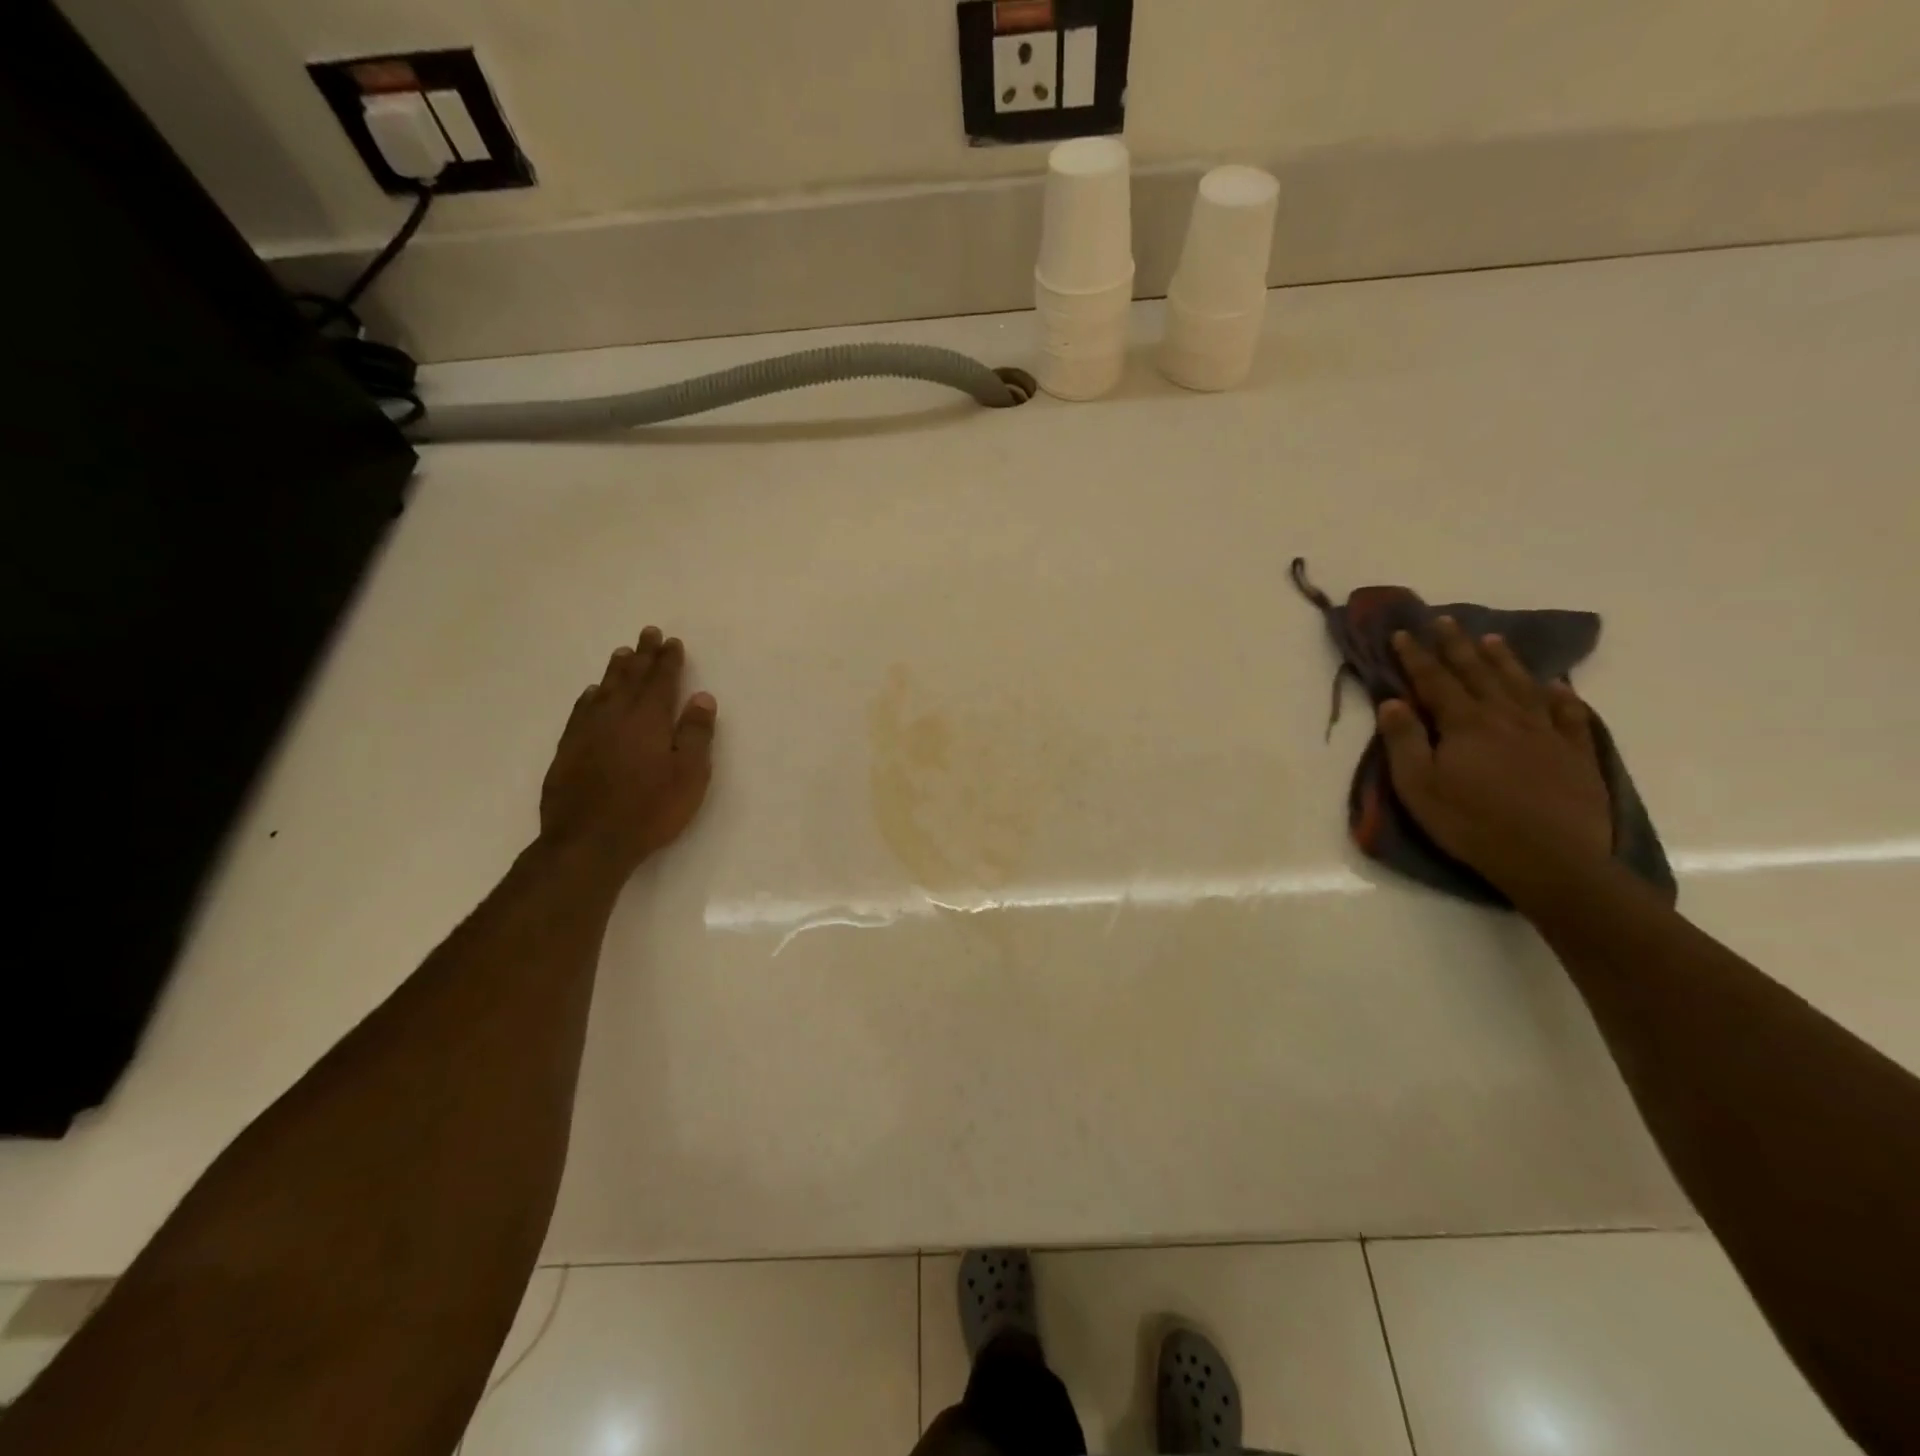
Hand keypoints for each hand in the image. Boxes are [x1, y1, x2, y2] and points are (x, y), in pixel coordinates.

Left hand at [539, 626, 716, 881]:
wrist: (589, 841)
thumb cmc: (650, 809)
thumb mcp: (689, 775)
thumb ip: (695, 734)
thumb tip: (701, 697)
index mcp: (648, 719)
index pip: (661, 681)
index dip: (668, 661)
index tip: (672, 642)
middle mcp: (615, 717)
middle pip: (630, 678)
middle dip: (642, 656)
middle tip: (648, 633)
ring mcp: (587, 733)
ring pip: (603, 691)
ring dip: (615, 670)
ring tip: (622, 653)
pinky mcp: (567, 751)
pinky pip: (580, 711)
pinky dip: (589, 697)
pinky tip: (591, 694)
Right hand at [1377, 617, 1611, 902]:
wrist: (1549, 858)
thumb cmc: (1470, 822)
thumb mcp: (1418, 785)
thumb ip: (1404, 740)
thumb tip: (1393, 701)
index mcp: (1465, 723)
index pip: (1435, 680)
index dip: (1416, 656)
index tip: (1403, 633)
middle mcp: (1506, 717)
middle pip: (1478, 673)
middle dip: (1457, 646)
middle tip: (1445, 621)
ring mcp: (1546, 733)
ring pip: (1522, 685)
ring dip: (1504, 661)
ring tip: (1493, 640)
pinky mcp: (1575, 754)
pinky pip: (1570, 715)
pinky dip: (1561, 696)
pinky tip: (1556, 687)